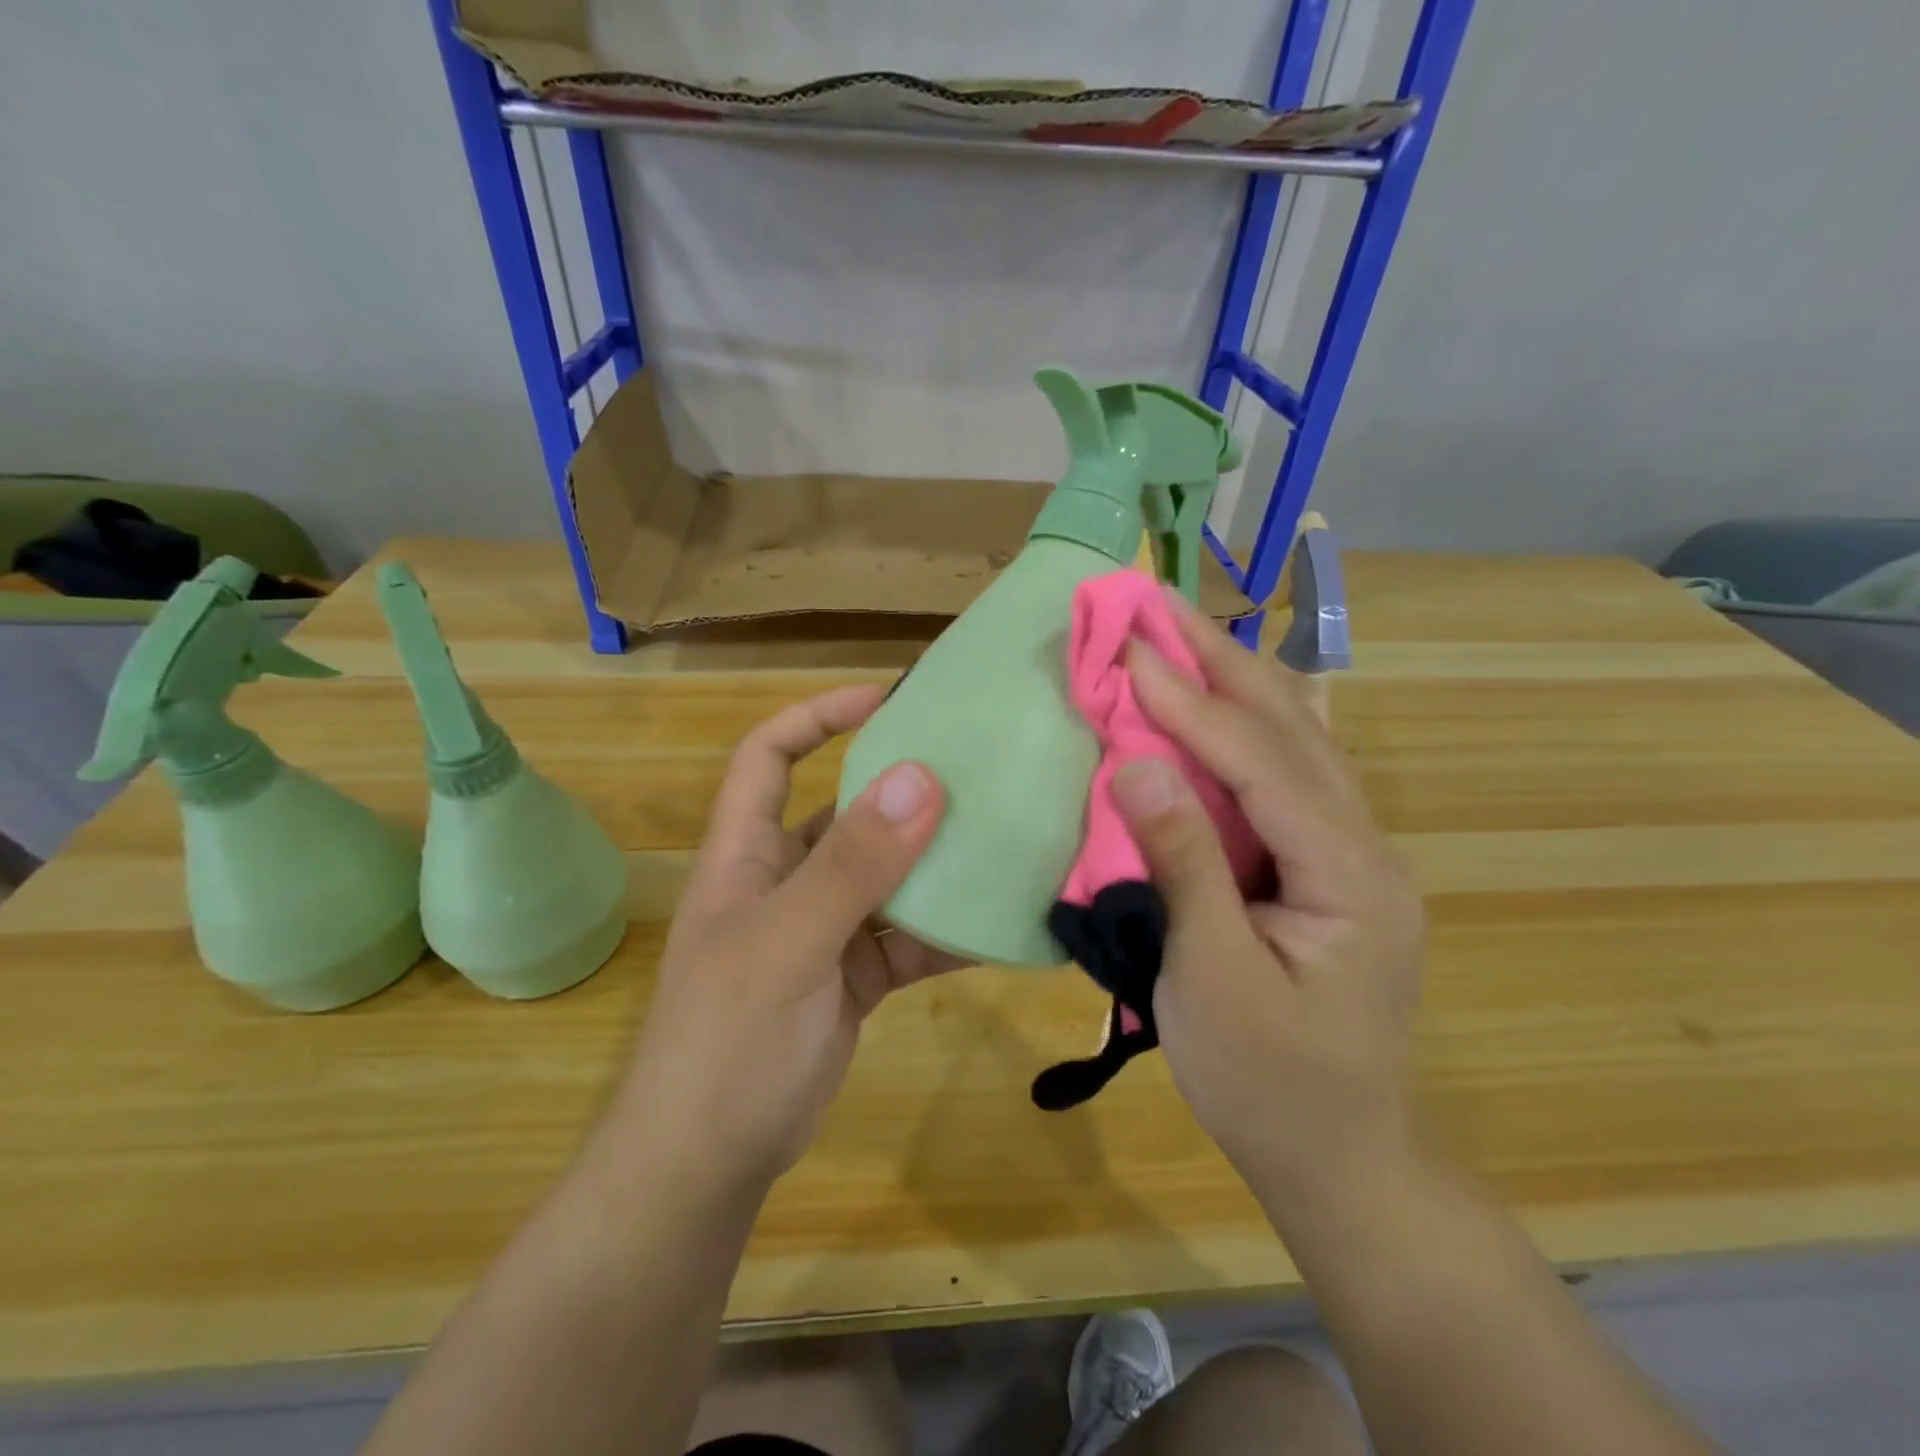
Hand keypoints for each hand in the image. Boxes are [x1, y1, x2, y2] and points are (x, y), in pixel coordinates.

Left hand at [617, 686, 958, 1190]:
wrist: (709, 1165)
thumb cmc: (727, 1043)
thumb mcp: (788, 945)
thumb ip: (853, 865)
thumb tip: (920, 777)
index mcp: (747, 855)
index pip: (769, 757)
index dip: (817, 717)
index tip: (886, 699)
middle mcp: (786, 880)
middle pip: (844, 812)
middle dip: (901, 790)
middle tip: (975, 769)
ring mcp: (823, 930)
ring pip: (887, 876)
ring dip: (935, 862)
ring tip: (1003, 837)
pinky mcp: (854, 976)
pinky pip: (908, 937)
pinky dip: (947, 931)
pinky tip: (997, 925)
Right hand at [1112, 595, 1426, 1214]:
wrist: (1341, 1158)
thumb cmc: (1270, 1083)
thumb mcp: (1213, 980)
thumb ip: (1183, 865)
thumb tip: (1137, 760)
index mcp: (1349, 875)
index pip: (1262, 761)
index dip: (1190, 701)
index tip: (1129, 648)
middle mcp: (1364, 846)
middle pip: (1292, 730)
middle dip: (1223, 660)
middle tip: (1159, 603)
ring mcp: (1351, 854)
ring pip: (1297, 743)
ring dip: (1236, 682)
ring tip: (1182, 632)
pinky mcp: (1326, 869)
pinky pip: (1288, 775)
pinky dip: (1248, 725)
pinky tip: (1232, 696)